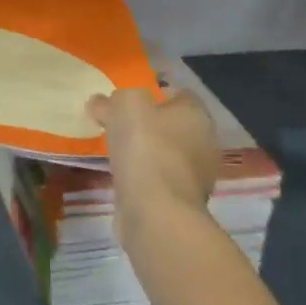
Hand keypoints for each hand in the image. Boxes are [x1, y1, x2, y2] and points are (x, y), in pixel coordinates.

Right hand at [86, 88, 219, 242]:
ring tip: (116, 153)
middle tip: (117, 125)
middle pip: (173, 125)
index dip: (152, 94)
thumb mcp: (124, 106)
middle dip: (148, 124)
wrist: (156, 211)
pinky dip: (144, 177)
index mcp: (197, 114)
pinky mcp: (182, 201)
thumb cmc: (146, 148)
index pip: (178, 94)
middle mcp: (204, 142)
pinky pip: (160, 179)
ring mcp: (197, 175)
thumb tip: (101, 103)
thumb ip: (113, 100)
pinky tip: (124, 178)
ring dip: (145, 152)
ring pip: (166, 154)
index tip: (125, 102)